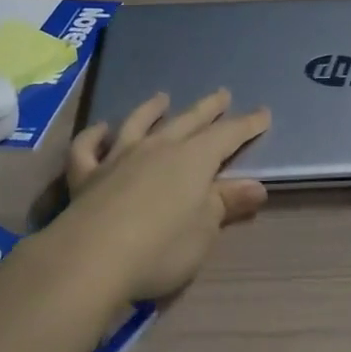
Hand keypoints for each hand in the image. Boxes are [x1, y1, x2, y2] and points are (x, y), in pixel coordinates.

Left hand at [53, 90, 270, 305]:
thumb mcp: (205, 231)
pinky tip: (100, 131)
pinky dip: (94, 136)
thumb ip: (226, 203)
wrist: (93, 257)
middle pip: (188, 121)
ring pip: (138, 123)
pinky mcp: (86, 175)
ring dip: (151, 109)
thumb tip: (256, 186)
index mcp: (194, 160)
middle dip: (208, 108)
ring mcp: (118, 157)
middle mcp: (158, 148)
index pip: (227, 136)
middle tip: (222, 94)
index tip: (263, 113)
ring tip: (161, 98)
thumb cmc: (162, 248)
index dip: (247, 125)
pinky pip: (88, 148)